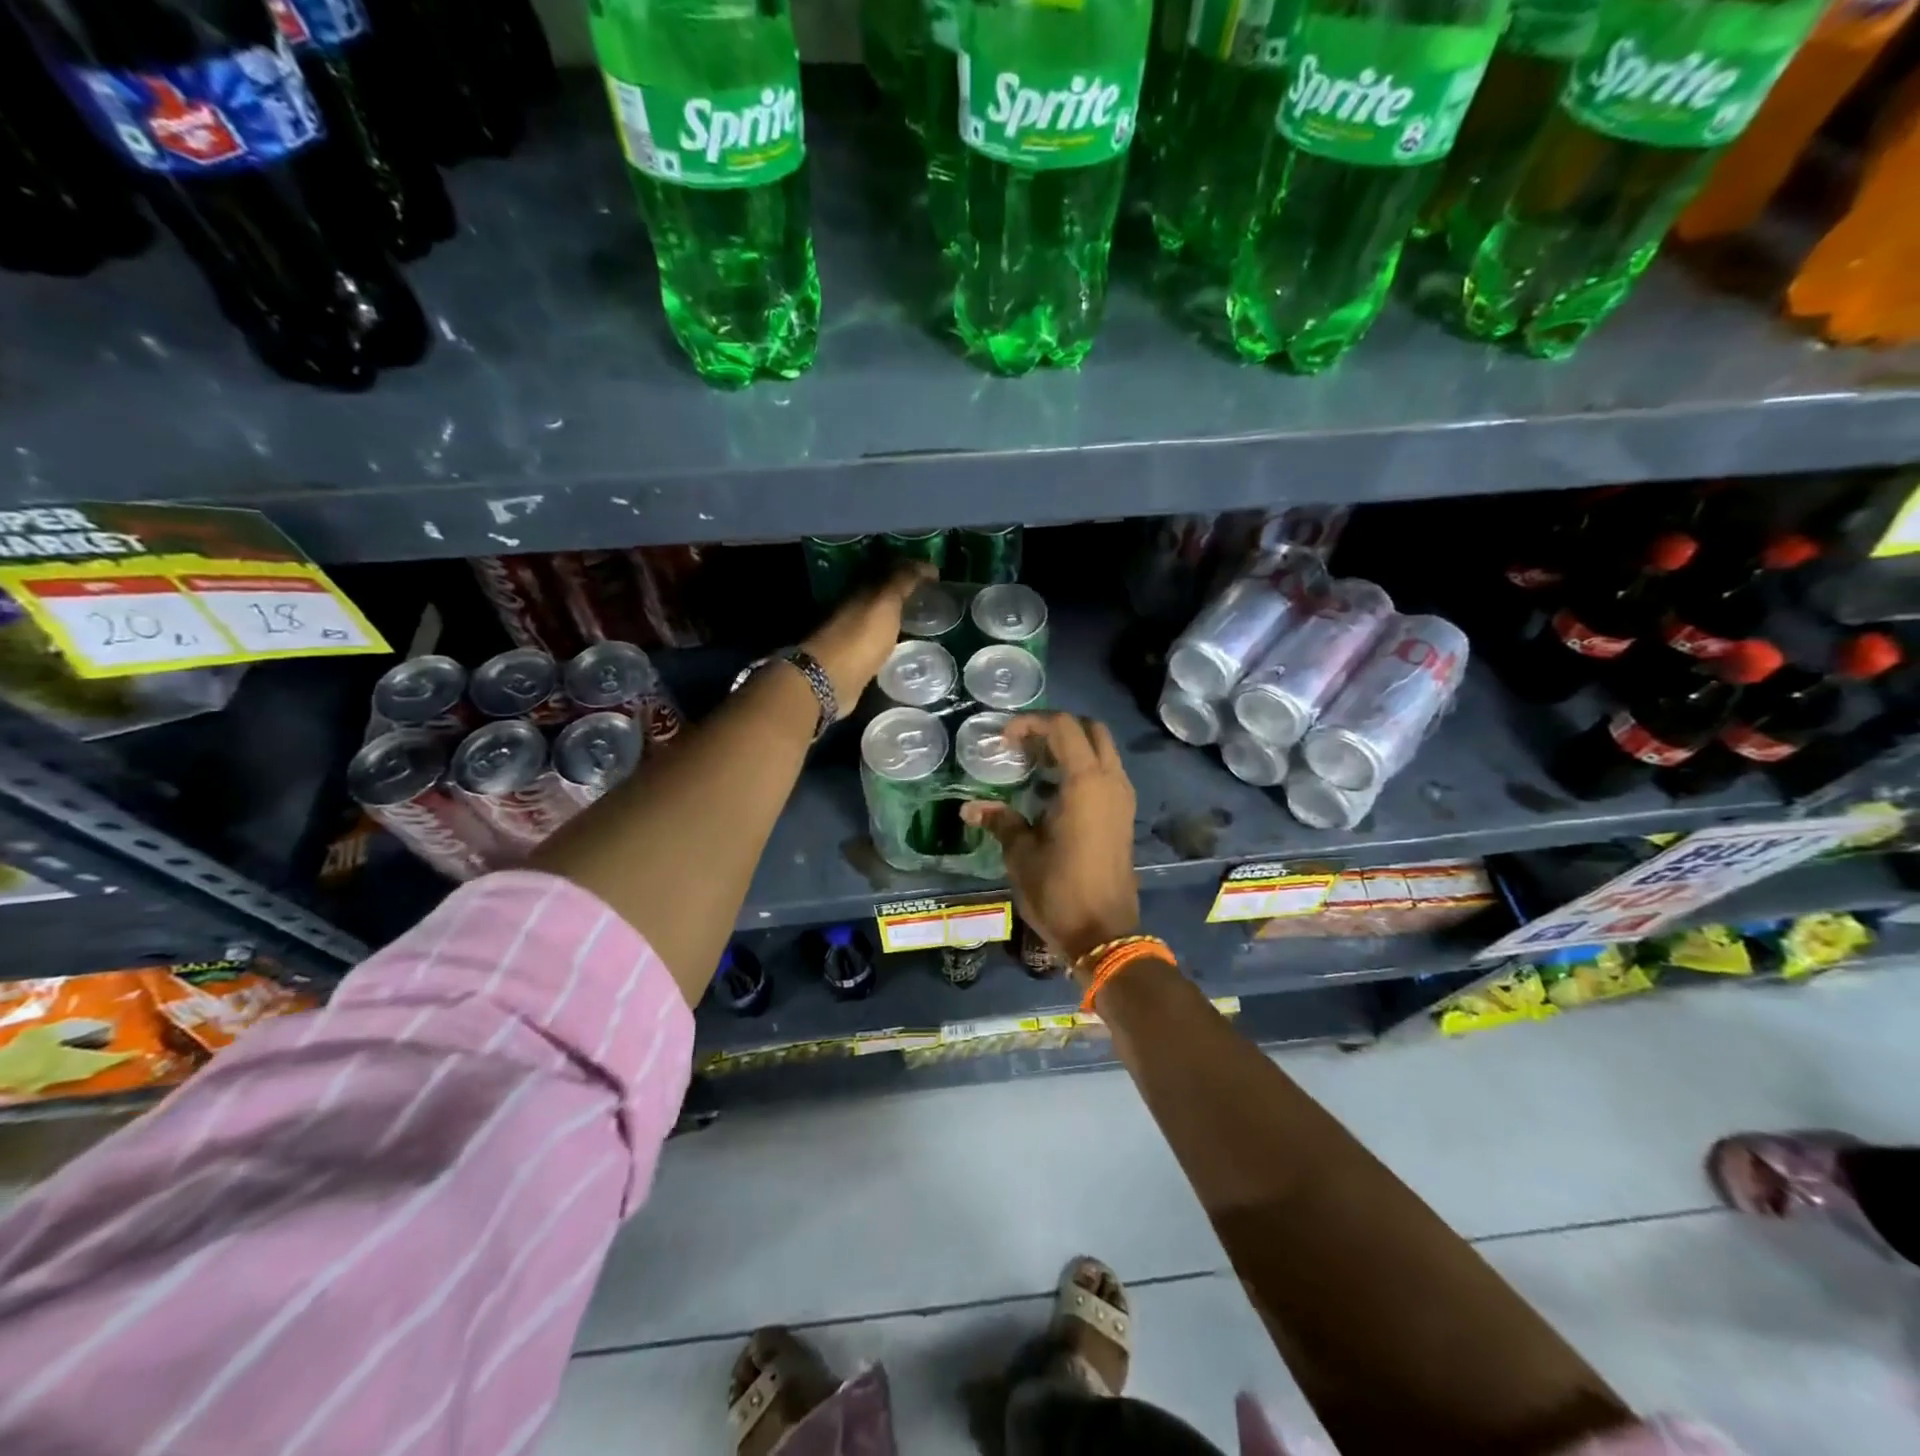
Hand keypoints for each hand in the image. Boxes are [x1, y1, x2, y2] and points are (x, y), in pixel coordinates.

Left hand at [800, 561, 935, 705]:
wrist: (830, 681)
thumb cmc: (860, 637)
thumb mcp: (885, 602)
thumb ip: (903, 580)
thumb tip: (925, 564)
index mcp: (862, 588)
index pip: (891, 569)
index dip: (914, 569)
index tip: (938, 577)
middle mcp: (856, 606)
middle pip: (885, 593)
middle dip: (908, 592)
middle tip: (935, 598)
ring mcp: (854, 633)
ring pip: (882, 617)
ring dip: (901, 615)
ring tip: (927, 622)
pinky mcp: (855, 658)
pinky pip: (880, 640)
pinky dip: (894, 637)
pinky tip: (908, 645)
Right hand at [961, 713, 1139, 969]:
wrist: (1104, 934)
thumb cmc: (1059, 890)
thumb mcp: (1021, 853)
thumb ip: (1000, 820)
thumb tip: (969, 807)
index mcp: (1086, 783)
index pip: (1063, 727)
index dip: (1031, 723)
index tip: (1004, 738)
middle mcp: (1111, 782)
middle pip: (1091, 730)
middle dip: (1057, 727)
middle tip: (1025, 743)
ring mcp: (1122, 799)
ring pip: (1102, 751)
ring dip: (1071, 747)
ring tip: (1034, 763)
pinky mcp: (1123, 816)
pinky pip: (1105, 774)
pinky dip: (1082, 767)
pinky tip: (1052, 789)